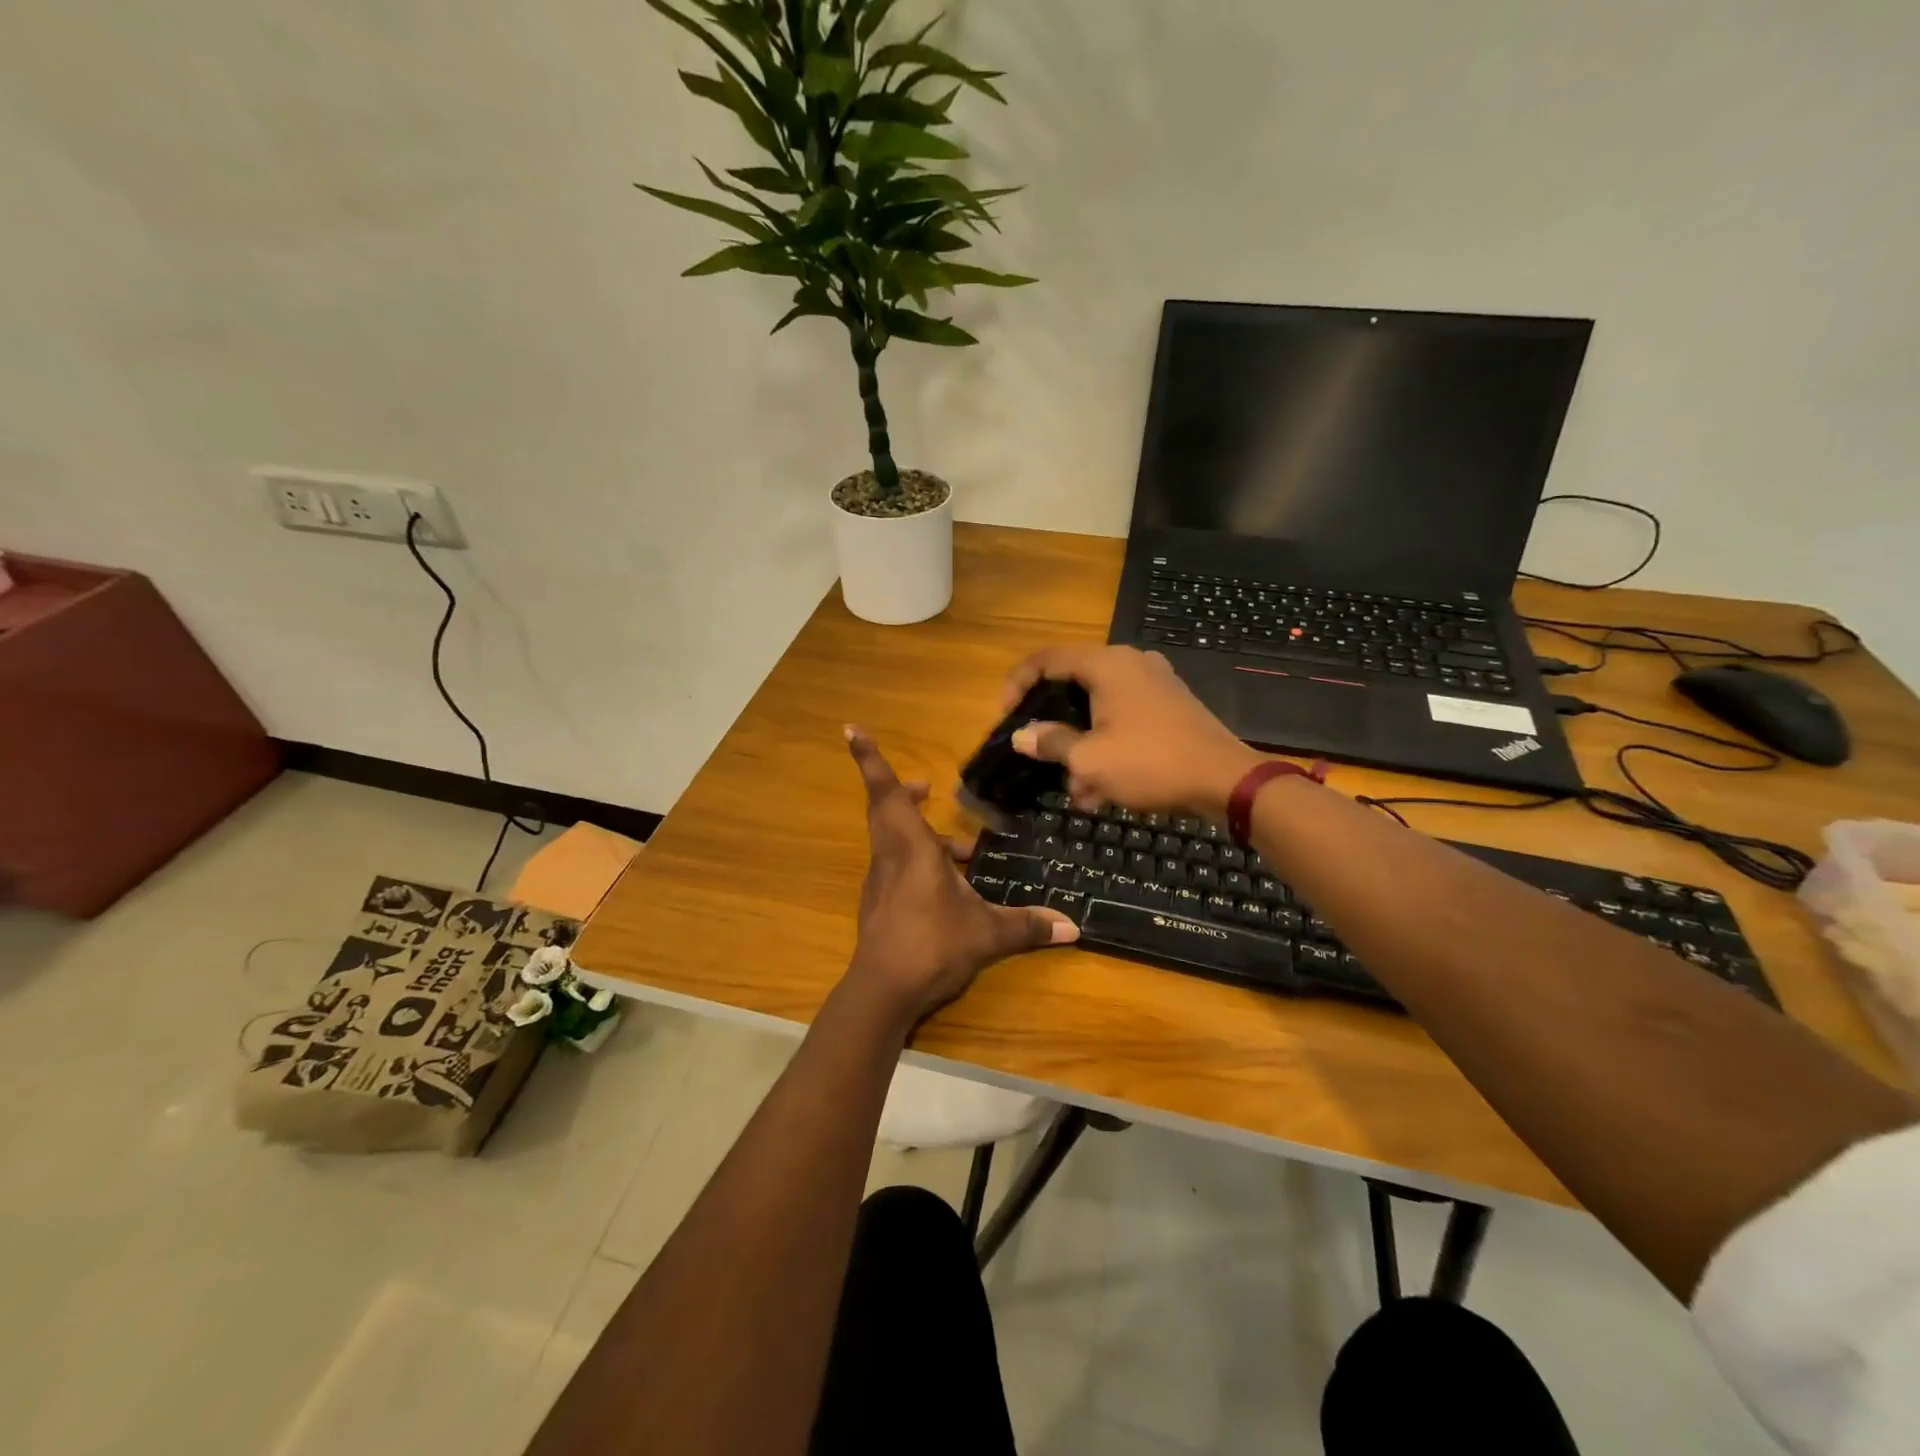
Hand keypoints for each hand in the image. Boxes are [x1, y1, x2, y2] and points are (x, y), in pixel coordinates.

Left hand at [843, 726, 1077, 1026]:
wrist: (883, 991)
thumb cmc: (932, 945)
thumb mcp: (987, 934)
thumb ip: (1028, 926)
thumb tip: (1073, 927)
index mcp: (911, 848)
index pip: (887, 793)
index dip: (870, 760)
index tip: (852, 730)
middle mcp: (891, 857)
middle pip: (888, 810)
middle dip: (906, 793)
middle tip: (929, 786)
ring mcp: (882, 882)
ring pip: (894, 840)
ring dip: (920, 833)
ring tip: (962, 848)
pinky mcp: (880, 904)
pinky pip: (898, 867)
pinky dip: (919, 862)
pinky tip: (950, 886)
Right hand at [1003, 645, 1262, 819]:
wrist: (1225, 781)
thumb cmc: (1150, 763)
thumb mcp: (1089, 759)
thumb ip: (1051, 743)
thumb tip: (1022, 737)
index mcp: (1106, 664)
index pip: (1046, 659)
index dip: (1018, 683)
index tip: (1007, 717)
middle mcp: (1130, 664)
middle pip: (1073, 686)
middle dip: (1056, 730)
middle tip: (1041, 758)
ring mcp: (1154, 684)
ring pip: (1099, 711)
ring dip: (1082, 748)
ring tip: (1078, 791)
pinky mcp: (1170, 707)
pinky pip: (1125, 720)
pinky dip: (1108, 747)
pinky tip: (1104, 791)